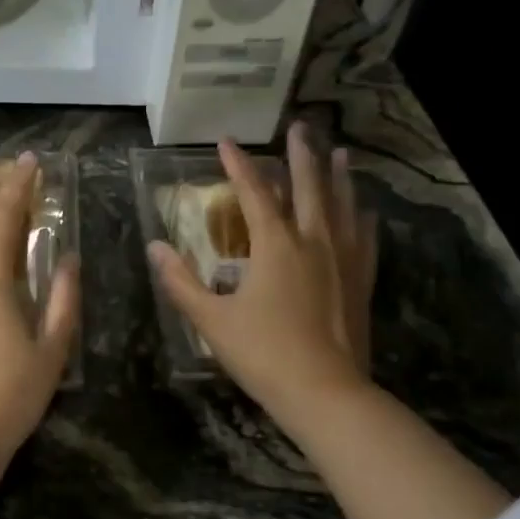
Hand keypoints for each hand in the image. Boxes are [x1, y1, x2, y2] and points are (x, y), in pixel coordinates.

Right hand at [150, 122, 376, 429]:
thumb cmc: (263, 354)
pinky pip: (365, 238)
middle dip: (301, 155)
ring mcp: (344, 260)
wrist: (324, 392)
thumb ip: (181, 282)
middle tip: (300, 127)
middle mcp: (313, 241)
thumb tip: (154, 247)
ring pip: (343, 206)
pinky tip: (365, 210)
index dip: (238, 164)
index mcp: (275, 245)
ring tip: (341, 153)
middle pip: (308, 187)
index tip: (226, 140)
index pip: (253, 192)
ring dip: (339, 177)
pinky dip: (362, 218)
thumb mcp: (211, 320)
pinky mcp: (361, 281)